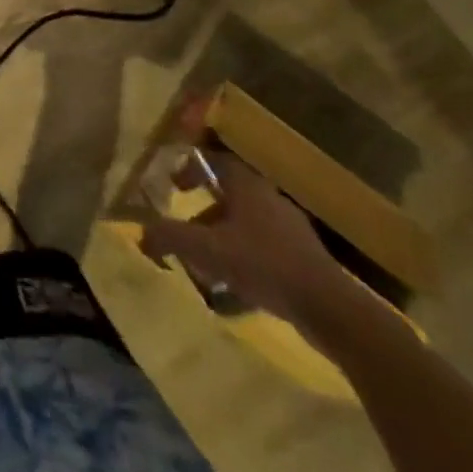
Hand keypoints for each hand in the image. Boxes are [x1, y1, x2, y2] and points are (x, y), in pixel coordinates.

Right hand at [139, 151, 353, 332]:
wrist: (331, 310)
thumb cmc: (263, 265)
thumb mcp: (206, 249)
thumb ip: (170, 237)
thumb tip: (141, 231)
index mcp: (246, 185)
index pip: (213, 160)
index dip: (190, 168)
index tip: (173, 185)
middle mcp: (269, 198)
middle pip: (229, 193)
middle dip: (204, 210)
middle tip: (187, 228)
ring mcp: (292, 229)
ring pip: (247, 222)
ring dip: (224, 236)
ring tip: (208, 263)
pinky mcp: (306, 258)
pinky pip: (265, 247)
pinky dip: (245, 256)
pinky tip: (237, 285)